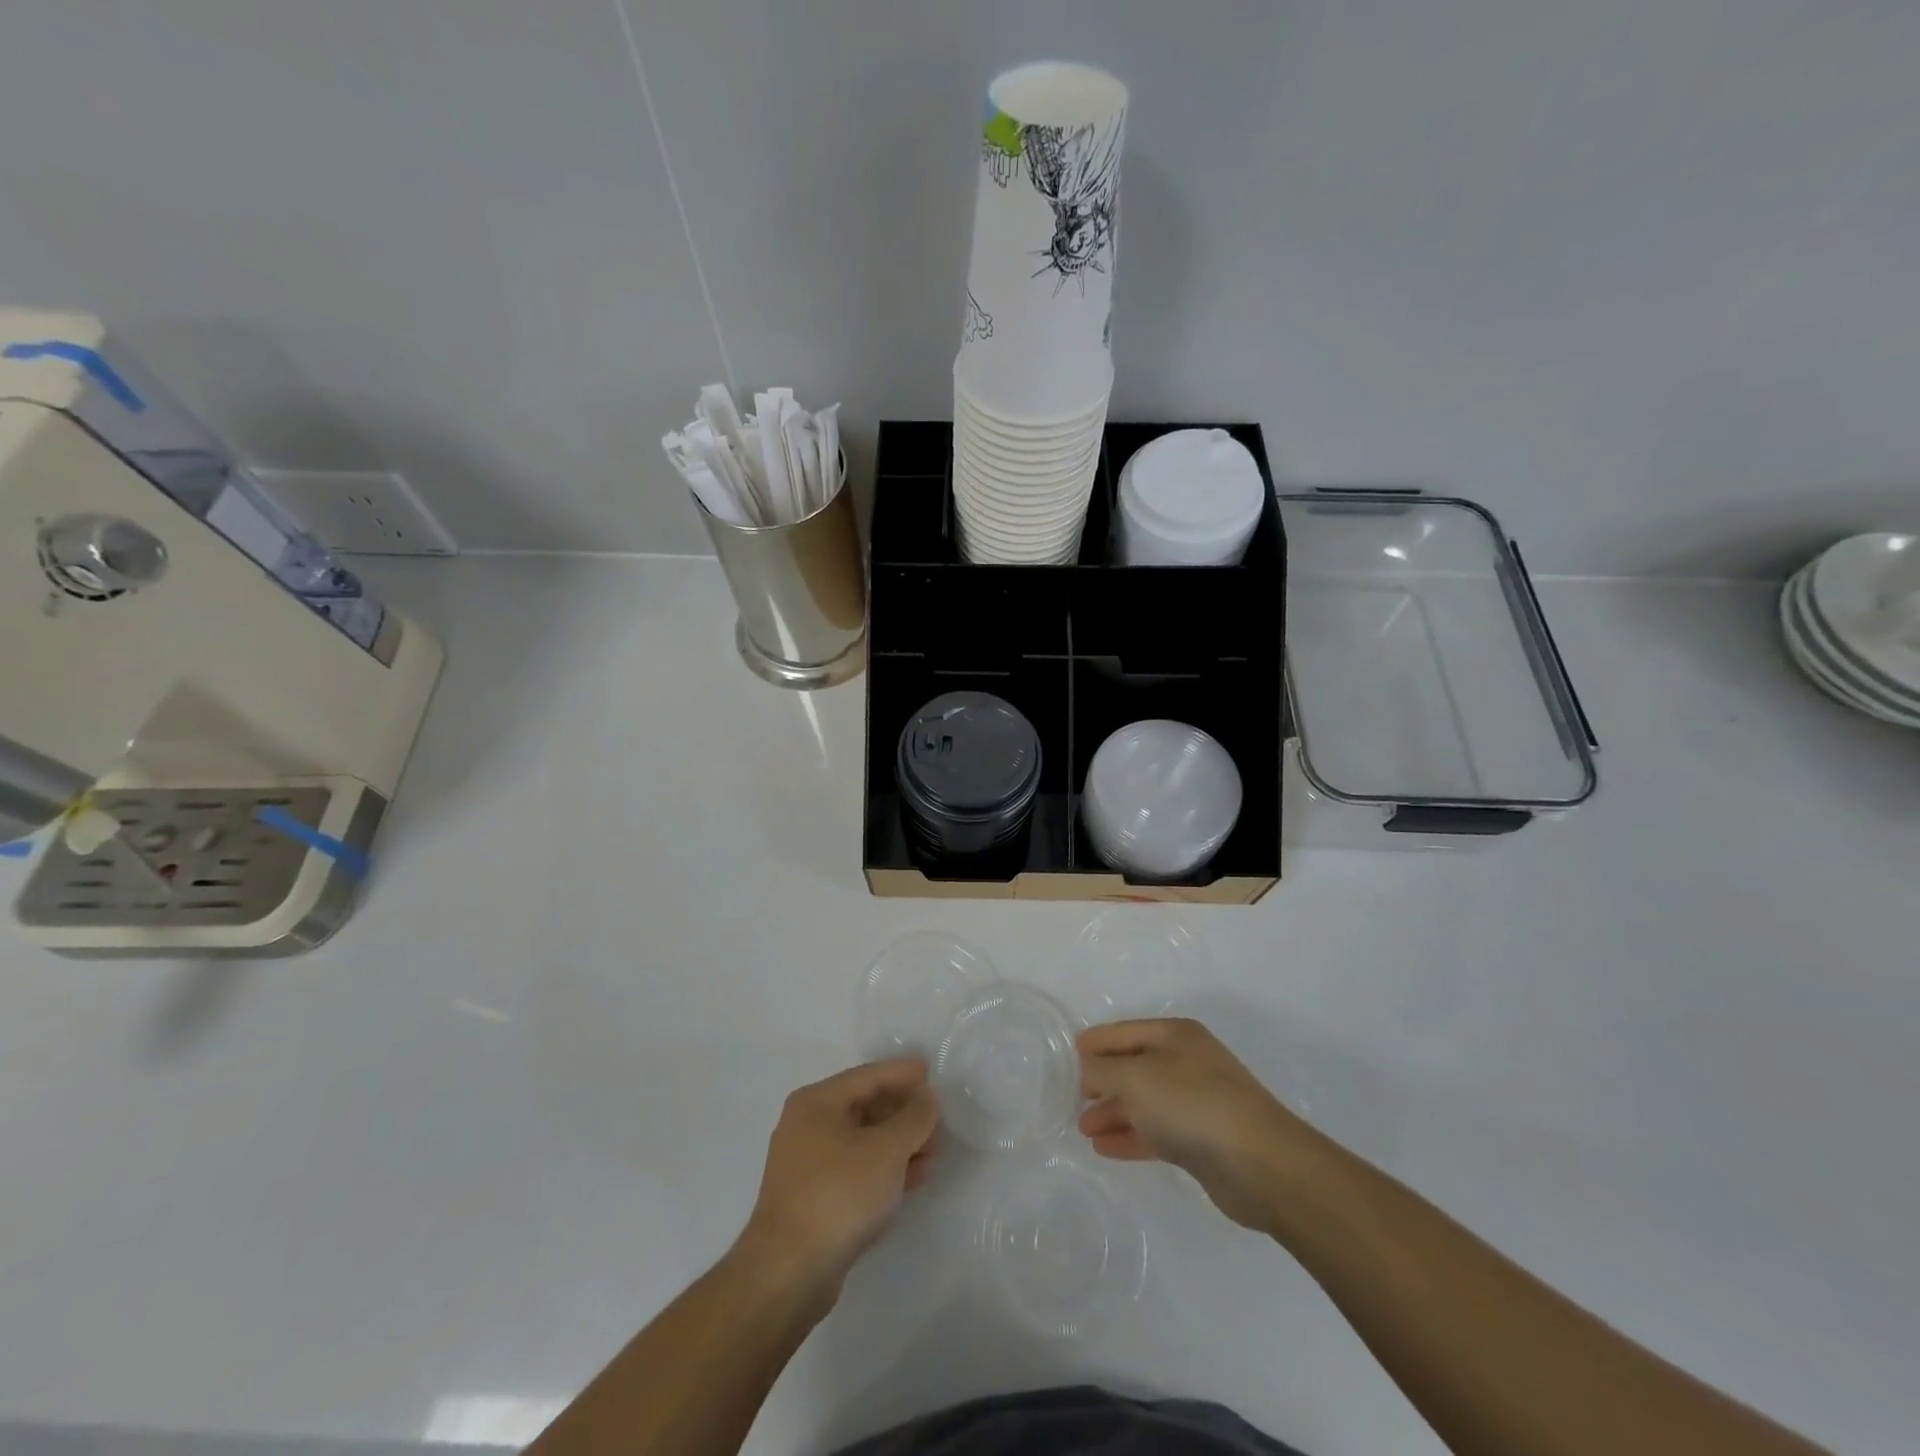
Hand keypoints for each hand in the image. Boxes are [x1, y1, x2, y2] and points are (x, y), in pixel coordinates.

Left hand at [738, 1059, 939, 1301]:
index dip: (901, 1073)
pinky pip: (857, 1168)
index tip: (931, 1071)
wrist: (788, 1273)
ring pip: (863, 1140)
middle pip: (865, 1106)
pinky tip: (914, 1178)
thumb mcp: (886, 1151)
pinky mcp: (814, 1197)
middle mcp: (807, 1125)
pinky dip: (885, 1168)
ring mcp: (808, 1164)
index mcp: (816, 1103)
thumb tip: (926, 1099)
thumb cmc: (838, 1195)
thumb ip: (913, 1118)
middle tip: (938, 1121)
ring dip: (899, 1143)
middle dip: (904, 1113)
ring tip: (933, 1152)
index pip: (867, 1076)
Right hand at [1078, 1018, 1319, 1232]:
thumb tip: (1088, 1069)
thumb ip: (1103, 1070)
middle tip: (1074, 1098)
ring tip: (1084, 1129)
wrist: (1261, 1163)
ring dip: (1114, 1112)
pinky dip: (1131, 1136)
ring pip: (1145, 1101)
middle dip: (1103, 1081)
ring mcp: (1197, 1101)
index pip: (1123, 1032)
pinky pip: (1157, 1131)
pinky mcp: (1203, 1139)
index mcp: (1175, 1035)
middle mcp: (1187, 1062)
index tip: (1068, 1056)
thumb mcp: (1135, 1077)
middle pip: (1134, 1066)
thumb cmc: (1192, 1104)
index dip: (1095, 1042)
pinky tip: (1106, 1148)